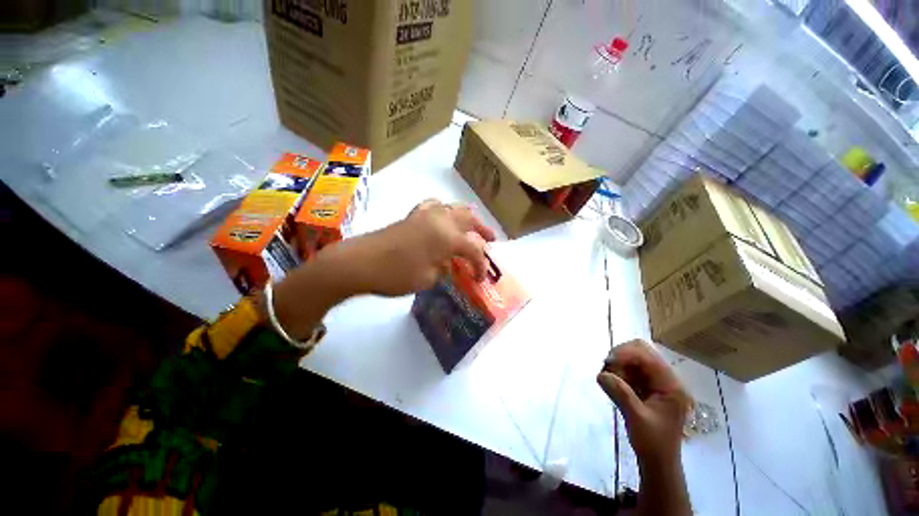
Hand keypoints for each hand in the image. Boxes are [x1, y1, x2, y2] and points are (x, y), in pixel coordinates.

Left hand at [349, 199, 495, 296]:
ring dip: (467, 218)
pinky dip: (444, 210)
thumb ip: (445, 268)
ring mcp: (425, 214)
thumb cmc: (396, 275)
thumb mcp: (428, 279)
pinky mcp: (413, 215)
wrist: (360, 263)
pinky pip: (434, 206)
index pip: (474, 250)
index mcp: (448, 237)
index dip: (481, 265)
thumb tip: (449, 263)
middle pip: (469, 220)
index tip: (481, 278)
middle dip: (482, 231)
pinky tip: (442, 218)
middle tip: (491, 240)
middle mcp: (441, 220)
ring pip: (454, 208)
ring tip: (471, 228)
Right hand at [597, 340, 691, 470]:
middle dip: (621, 356)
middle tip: (607, 369)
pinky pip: (630, 369)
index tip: (607, 363)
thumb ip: (620, 393)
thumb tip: (600, 374)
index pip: (647, 356)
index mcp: (671, 385)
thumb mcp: (636, 418)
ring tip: (610, 379)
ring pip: (634, 358)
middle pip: (641, 351)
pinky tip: (614, 383)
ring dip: (619, 364)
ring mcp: (657, 382)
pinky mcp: (648, 386)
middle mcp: (666, 379)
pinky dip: (619, 372)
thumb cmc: (653, 443)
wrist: (658, 462)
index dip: (625, 354)